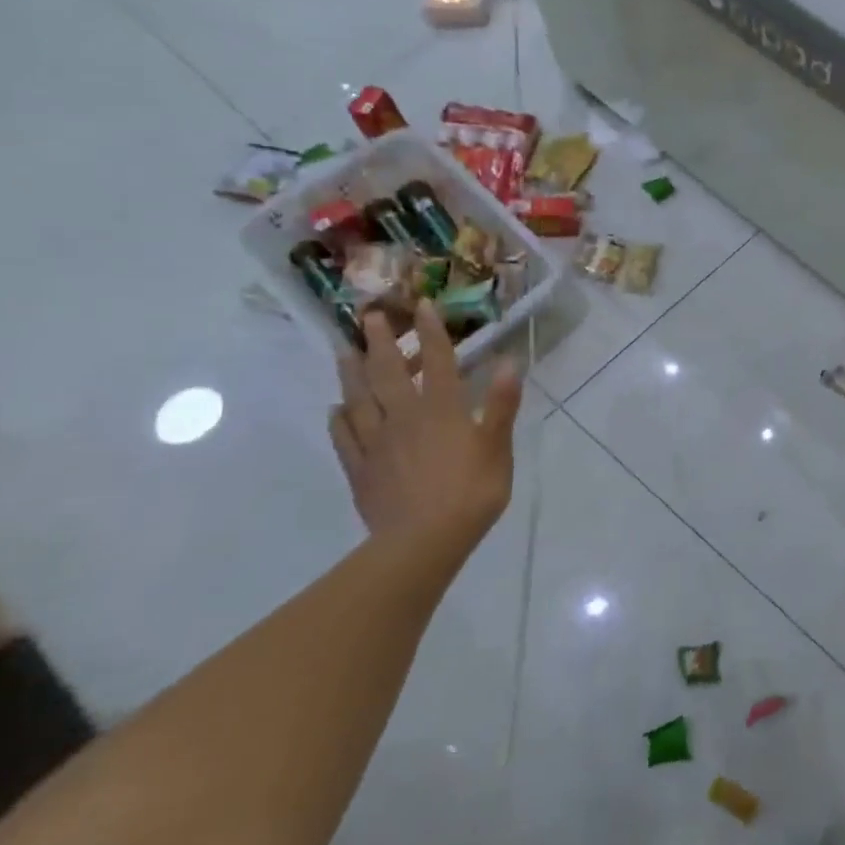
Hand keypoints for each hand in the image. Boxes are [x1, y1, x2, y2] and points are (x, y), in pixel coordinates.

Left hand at [329, 303, 523, 552]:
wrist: (423, 541)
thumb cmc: (471, 492)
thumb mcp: (497, 447)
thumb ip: (501, 404)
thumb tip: (509, 362)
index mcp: (441, 410)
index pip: (437, 361)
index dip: (431, 331)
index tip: (422, 304)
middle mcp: (404, 417)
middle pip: (388, 372)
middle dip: (381, 342)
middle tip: (370, 316)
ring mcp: (377, 442)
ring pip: (359, 399)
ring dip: (352, 372)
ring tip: (345, 352)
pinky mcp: (361, 468)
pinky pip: (344, 436)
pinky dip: (339, 419)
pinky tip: (336, 410)